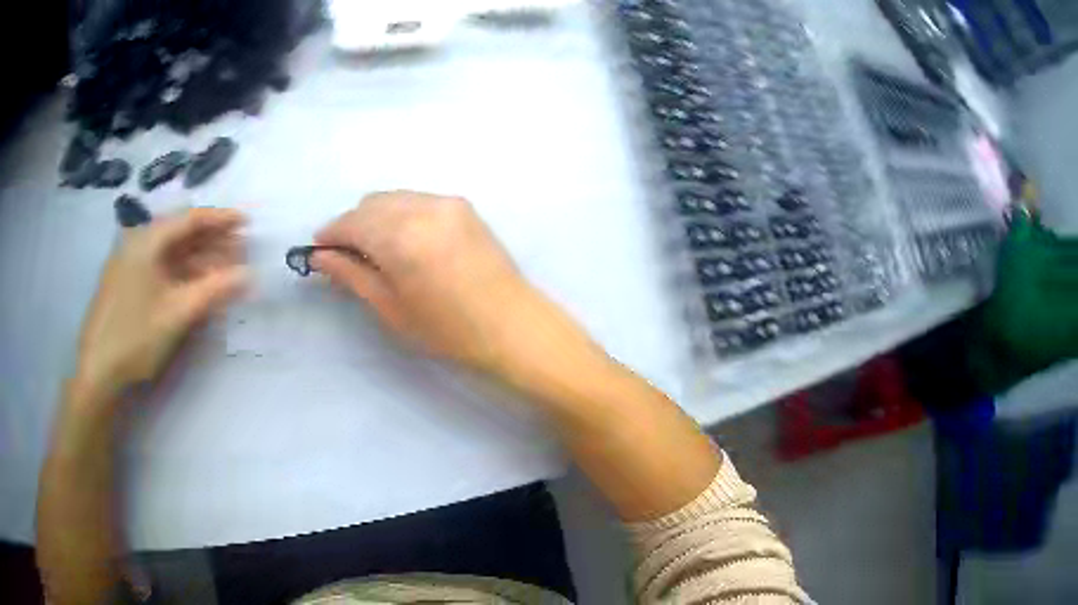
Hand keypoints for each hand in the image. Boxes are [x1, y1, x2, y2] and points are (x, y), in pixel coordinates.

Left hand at [74, 208, 247, 398]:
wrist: (97, 370)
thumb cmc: (135, 336)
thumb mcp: (178, 313)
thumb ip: (214, 290)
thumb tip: (249, 274)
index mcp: (148, 240)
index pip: (191, 219)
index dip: (222, 219)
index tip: (248, 223)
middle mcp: (138, 242)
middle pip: (181, 233)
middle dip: (212, 241)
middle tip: (241, 250)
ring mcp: (129, 262)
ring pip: (170, 253)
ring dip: (198, 259)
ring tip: (224, 269)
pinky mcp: (126, 282)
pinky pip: (159, 268)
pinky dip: (181, 273)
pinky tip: (195, 285)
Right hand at [313, 191, 536, 370]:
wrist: (512, 325)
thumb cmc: (447, 329)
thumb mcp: (391, 308)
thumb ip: (352, 274)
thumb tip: (320, 257)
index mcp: (400, 237)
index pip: (351, 223)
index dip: (330, 235)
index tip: (319, 251)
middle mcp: (422, 208)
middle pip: (370, 204)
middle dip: (352, 226)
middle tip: (347, 257)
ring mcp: (446, 202)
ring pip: (394, 198)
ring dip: (376, 218)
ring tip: (377, 250)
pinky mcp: (462, 205)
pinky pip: (417, 200)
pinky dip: (401, 214)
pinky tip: (406, 241)